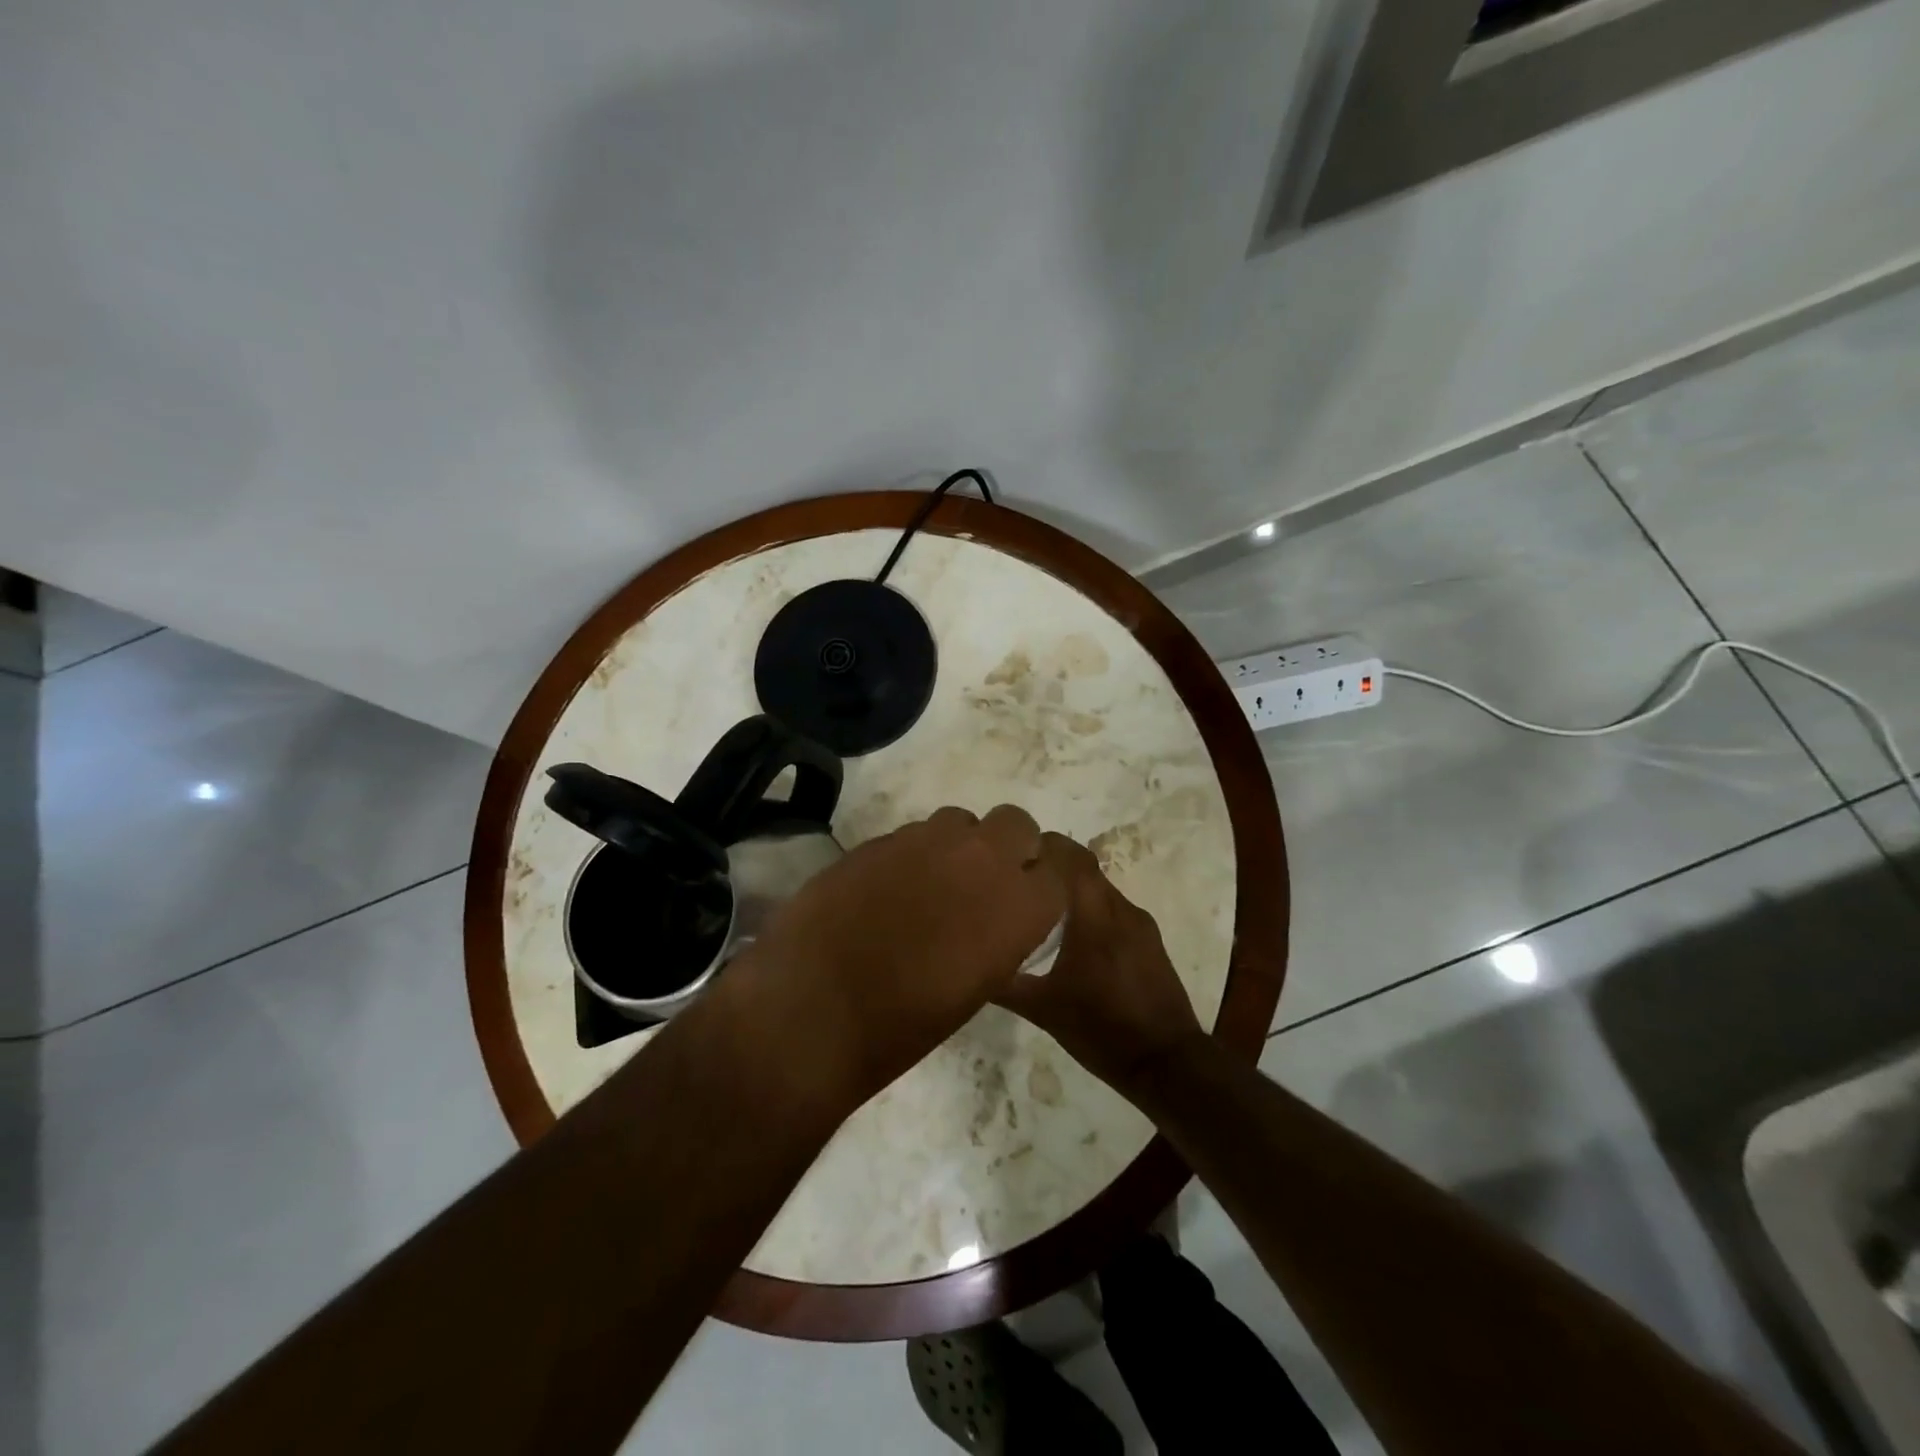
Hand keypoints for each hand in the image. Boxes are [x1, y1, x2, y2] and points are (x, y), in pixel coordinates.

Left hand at [717, 805, 1065, 1119]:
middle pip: (1015, 822)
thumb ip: (1001, 934)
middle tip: (984, 882)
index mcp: (1018, 904)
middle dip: (1009, 845)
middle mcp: (980, 858)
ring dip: (959, 845)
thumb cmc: (904, 1023)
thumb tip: (996, 915)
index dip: (1045, 881)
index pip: (1059, 867)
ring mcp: (925, 840)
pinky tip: (890, 889)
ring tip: (934, 883)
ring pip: (961, 820)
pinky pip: (914, 834)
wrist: (814, 1007)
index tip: (1031, 897)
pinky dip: (914, 854)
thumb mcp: (978, 986)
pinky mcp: (880, 838)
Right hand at [992, 834, 1205, 1098]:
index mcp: (1093, 916)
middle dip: (1054, 865)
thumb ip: (1006, 983)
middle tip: (1021, 879)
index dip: (1045, 845)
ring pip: (1100, 889)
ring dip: (1074, 889)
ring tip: (1044, 907)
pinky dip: (1092, 910)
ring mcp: (1140, 923)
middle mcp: (1119, 908)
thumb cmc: (1100, 1029)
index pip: (1071, 856)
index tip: (1014, 851)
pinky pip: (1115, 910)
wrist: (1167, 1062)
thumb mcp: (1043, 1010)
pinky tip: (1076, 937)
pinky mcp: (1150, 940)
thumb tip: (970, 966)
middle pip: (1085, 868)